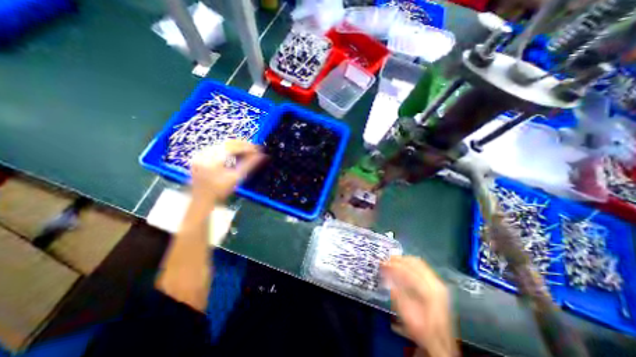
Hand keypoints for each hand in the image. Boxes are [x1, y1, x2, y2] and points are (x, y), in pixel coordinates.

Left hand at [192, 141, 265, 204]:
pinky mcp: (200, 156)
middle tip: (255, 149)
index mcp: (212, 160)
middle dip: (242, 145)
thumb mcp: (236, 178)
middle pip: (227, 144)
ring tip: (248, 151)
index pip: (233, 147)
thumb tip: (262, 156)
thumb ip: (250, 165)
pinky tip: (236, 154)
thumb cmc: (220, 191)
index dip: (247, 147)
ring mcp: (200, 154)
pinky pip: (217, 148)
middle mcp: (204, 154)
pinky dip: (228, 150)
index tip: (259, 149)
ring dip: (236, 147)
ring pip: (222, 145)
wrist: (202, 199)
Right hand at [382, 256, 457, 356]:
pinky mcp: (437, 285)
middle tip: (386, 260)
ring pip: (419, 263)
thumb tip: (385, 273)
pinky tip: (402, 266)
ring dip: (404, 260)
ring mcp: (438, 283)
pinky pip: (422, 267)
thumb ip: (396, 291)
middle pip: (415, 262)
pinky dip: (410, 264)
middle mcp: (436, 283)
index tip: (381, 263)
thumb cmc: (421, 329)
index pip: (408, 270)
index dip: (393, 265)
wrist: (441, 344)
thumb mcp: (406, 313)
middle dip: (398, 259)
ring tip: (392, 261)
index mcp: (429, 291)